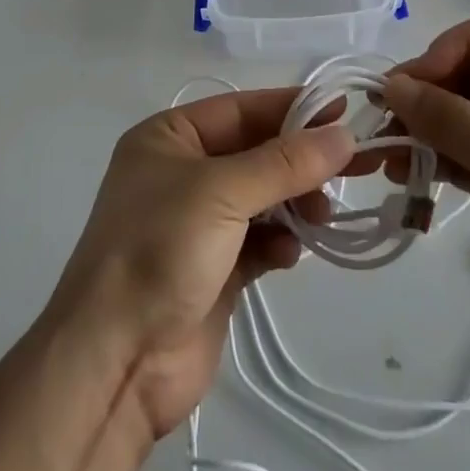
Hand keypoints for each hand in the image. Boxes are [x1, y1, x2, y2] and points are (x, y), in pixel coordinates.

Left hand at [46, 89, 354, 439]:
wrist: (115, 363)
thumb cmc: (160, 250)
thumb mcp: (222, 192)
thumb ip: (286, 163)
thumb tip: (343, 136)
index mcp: (170, 138)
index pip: (242, 109)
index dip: (292, 107)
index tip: (344, 110)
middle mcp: (183, 173)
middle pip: (257, 153)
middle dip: (301, 161)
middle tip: (354, 166)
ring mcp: (198, 224)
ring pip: (263, 198)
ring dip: (295, 203)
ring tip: (321, 217)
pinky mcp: (215, 270)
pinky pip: (260, 241)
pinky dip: (279, 243)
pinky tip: (289, 254)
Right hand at [381, 13, 469, 386]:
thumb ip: (451, 118)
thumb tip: (392, 86)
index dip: (454, 46)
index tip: (415, 81)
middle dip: (430, 91)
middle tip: (383, 114)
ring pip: (467, 115)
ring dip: (425, 127)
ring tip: (385, 152)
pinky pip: (467, 153)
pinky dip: (437, 158)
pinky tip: (404, 175)